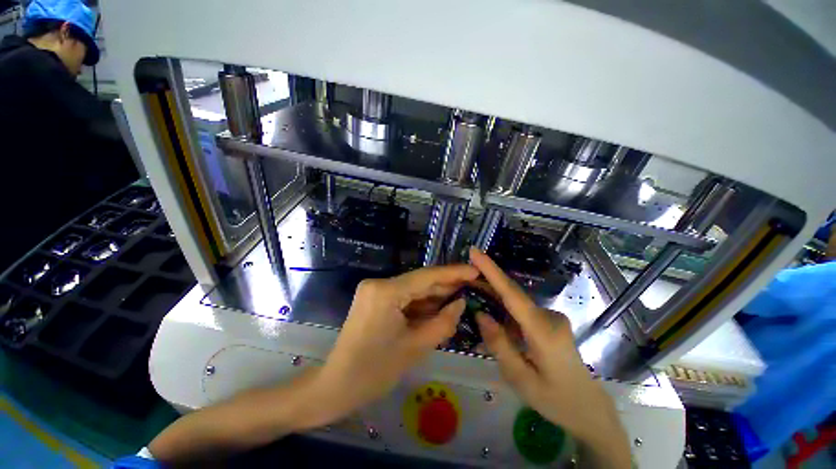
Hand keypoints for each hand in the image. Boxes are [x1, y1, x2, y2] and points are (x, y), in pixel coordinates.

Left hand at [312, 264, 478, 425]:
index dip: (453, 273)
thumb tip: (460, 303)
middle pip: (419, 281)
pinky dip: (421, 303)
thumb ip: (443, 322)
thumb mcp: (415, 347)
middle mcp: (378, 283)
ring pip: (412, 288)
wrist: (336, 386)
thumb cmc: (374, 372)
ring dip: (434, 295)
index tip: (475, 271)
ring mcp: (374, 290)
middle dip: (445, 285)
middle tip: (471, 286)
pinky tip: (439, 306)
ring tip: (460, 296)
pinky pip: (403, 296)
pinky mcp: (374, 298)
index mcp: (385, 292)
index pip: (426, 277)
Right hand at [469, 248, 630, 467]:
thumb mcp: (520, 379)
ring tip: (471, 291)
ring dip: (493, 295)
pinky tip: (490, 313)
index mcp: (543, 332)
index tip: (475, 252)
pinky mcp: (549, 321)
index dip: (492, 271)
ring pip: (515, 301)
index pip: (512, 294)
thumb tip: (480, 314)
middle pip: (512, 293)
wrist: (589, 408)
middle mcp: (549, 317)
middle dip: (487, 279)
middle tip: (464, 273)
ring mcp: (551, 317)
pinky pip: (520, 310)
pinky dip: (503, 308)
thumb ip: (499, 344)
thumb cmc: (554, 399)